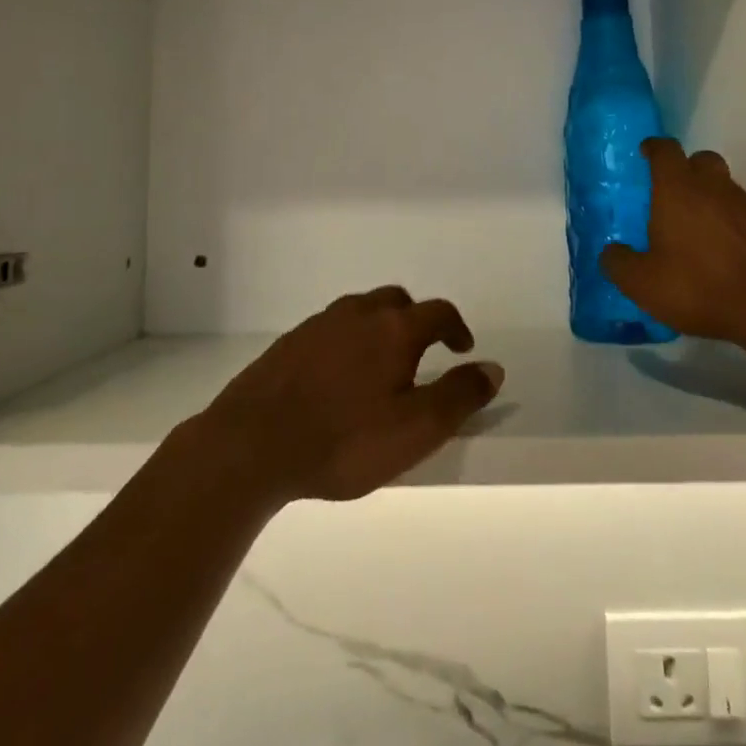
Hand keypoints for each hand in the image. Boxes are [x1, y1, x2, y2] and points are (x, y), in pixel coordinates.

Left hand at [193, 287, 503, 504]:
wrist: (252, 443)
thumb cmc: (345, 439)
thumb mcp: (416, 429)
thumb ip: (459, 396)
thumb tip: (492, 368)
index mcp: (393, 328)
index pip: (438, 312)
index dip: (456, 328)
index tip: (463, 349)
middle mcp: (357, 313)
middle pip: (397, 302)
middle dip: (416, 321)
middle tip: (422, 354)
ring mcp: (318, 324)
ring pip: (360, 311)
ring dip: (379, 329)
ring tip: (381, 367)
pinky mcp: (289, 342)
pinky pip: (331, 330)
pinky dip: (347, 342)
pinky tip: (338, 377)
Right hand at [601, 138, 745, 347]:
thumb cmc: (699, 288)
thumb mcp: (642, 283)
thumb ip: (618, 263)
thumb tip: (611, 252)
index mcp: (678, 191)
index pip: (665, 151)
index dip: (653, 148)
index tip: (645, 153)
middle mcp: (716, 189)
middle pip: (702, 160)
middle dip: (686, 168)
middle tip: (671, 193)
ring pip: (726, 188)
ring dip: (711, 199)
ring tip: (697, 232)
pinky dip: (733, 225)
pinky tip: (726, 254)